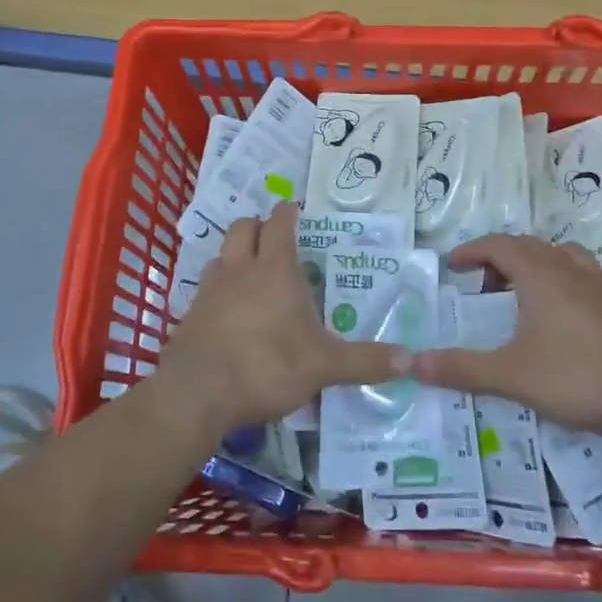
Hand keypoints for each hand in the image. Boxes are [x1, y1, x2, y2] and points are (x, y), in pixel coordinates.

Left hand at [163, 203, 396, 432]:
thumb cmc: (266, 366)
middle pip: (243, 227)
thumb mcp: (324, 367)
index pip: (280, 224)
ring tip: (252, 272)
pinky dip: (219, 286)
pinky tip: (230, 309)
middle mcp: (240, 269)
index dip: (288, 212)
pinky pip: (206, 286)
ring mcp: (210, 289)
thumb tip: (411, 361)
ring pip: (222, 253)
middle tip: (275, 238)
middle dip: (259, 225)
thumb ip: (366, 361)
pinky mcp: (190, 313)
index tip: (294, 208)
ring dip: (236, 254)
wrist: (197, 393)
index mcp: (275, 270)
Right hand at [402, 234, 601, 443]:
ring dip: (537, 263)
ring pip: (562, 254)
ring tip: (525, 292)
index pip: (498, 245)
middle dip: (500, 258)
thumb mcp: (508, 375)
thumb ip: (459, 367)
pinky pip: (590, 273)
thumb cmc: (573, 378)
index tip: (453, 266)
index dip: (472, 251)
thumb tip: (411, 363)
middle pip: (529, 246)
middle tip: (482, 286)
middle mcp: (571, 268)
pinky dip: (569, 278)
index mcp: (540, 275)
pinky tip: (569, 306)